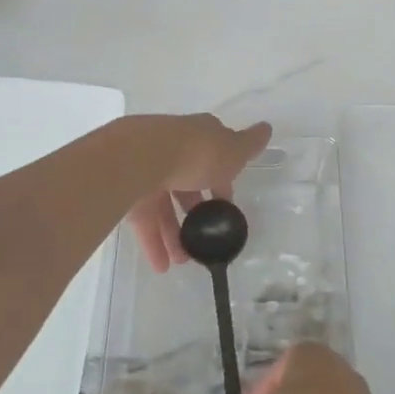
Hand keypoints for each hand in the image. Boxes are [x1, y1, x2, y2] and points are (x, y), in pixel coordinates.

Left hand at [123, 113, 271, 271]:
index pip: (214, 156)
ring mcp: (148, 171)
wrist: (141, 159)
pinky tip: (162, 265)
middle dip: (196, 212)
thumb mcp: (232, 150)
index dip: (223, 181)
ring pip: (165, 205)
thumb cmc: (196, 153)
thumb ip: (250, 145)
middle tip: (206, 237)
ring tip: (184, 260)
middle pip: (187, 183)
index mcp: (198, 136)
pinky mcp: (127, 192)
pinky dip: (153, 243)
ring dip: (175, 234)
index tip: (226, 206)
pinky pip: (144, 221)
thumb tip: (267, 127)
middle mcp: (173, 150)